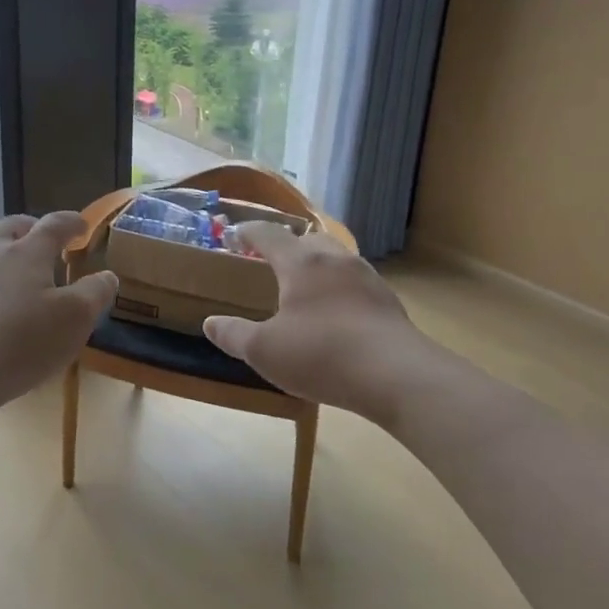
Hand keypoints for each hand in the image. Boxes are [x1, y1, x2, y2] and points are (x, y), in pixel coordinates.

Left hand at [0, 212, 117, 416]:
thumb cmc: (23, 341)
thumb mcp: (76, 319)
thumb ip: (95, 293)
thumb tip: (106, 275)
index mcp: (27, 251)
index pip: (54, 224)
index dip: (71, 222)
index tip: (81, 227)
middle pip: (12, 226)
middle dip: (31, 229)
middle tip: (42, 242)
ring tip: (5, 264)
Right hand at [204, 224, 431, 420]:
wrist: (397, 376)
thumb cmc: (321, 355)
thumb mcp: (264, 351)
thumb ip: (234, 335)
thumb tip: (210, 323)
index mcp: (301, 263)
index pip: (269, 234)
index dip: (249, 232)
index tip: (234, 235)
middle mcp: (335, 260)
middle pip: (308, 239)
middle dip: (287, 245)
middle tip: (271, 261)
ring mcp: (367, 278)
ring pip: (336, 258)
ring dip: (317, 265)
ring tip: (304, 287)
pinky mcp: (388, 302)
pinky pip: (356, 283)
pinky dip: (339, 288)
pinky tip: (336, 313)